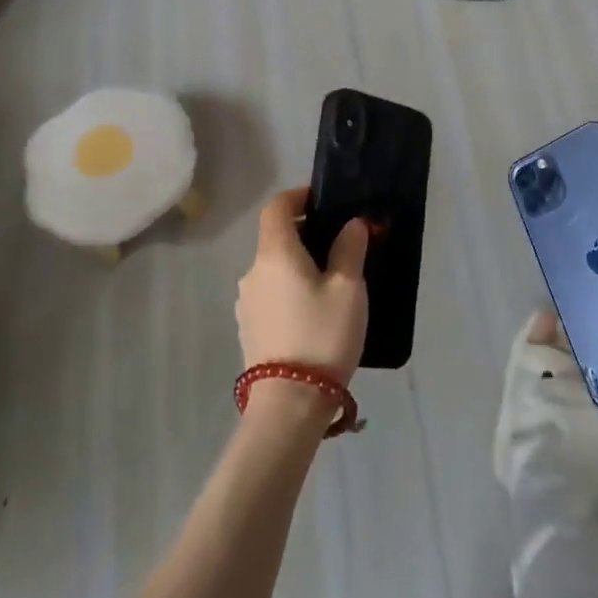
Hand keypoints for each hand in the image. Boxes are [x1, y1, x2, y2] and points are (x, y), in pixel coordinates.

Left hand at [236, 187, 368, 382]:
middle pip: (275, 237)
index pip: (276, 207)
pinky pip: (271, 292)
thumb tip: (351, 224)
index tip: (322, 200)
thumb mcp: (348, 288)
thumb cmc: (323, 334)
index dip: (297, 196)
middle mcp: (253, 272)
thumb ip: (349, 249)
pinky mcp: (249, 327)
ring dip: (298, 263)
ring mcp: (247, 302)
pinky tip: (314, 310)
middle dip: (305, 232)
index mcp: (275, 253)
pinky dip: (290, 287)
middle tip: (340, 243)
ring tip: (332, 280)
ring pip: (274, 268)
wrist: (289, 402)